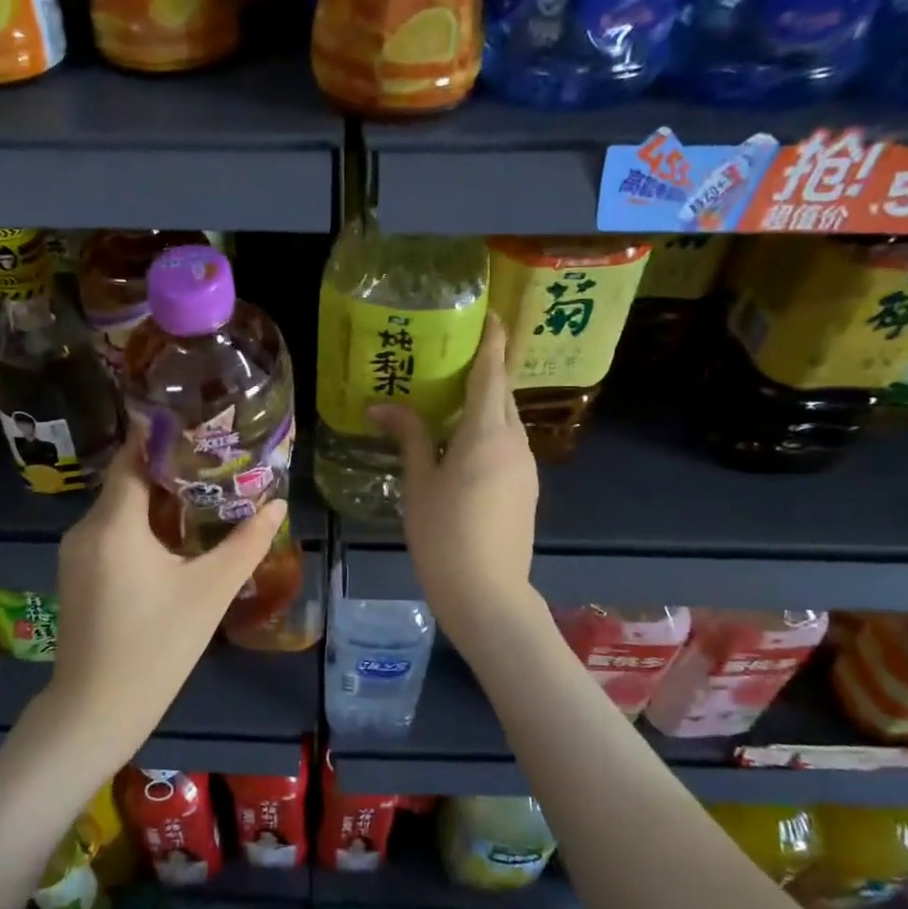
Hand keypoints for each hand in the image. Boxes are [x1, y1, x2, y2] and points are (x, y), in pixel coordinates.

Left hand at [49, 438, 287, 759]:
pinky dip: (141, 526)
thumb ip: (246, 543)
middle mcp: (86, 529)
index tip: (199, 425)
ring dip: (158, 501)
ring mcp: (76, 553)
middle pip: (128, 482)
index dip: (163, 437)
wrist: (95, 712)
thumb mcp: (209, 592)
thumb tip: (278, 504)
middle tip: (217, 463)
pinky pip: (111, 534)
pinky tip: (175, 539)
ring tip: (206, 496)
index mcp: (114, 524)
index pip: (132, 457)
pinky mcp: (77, 575)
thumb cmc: (156, 647)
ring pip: (120, 510)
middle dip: (171, 470)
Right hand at [369, 313, 539, 648]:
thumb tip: (380, 406)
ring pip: (506, 423)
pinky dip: (488, 435)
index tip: (490, 314)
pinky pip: (508, 447)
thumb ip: (409, 437)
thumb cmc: (444, 534)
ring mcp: (526, 468)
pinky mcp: (527, 490)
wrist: (488, 594)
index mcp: (487, 434)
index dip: (492, 342)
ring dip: (484, 407)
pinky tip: (462, 448)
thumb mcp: (419, 483)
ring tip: (451, 403)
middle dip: (484, 373)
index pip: (491, 373)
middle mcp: (515, 443)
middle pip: (501, 396)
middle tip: (453, 359)